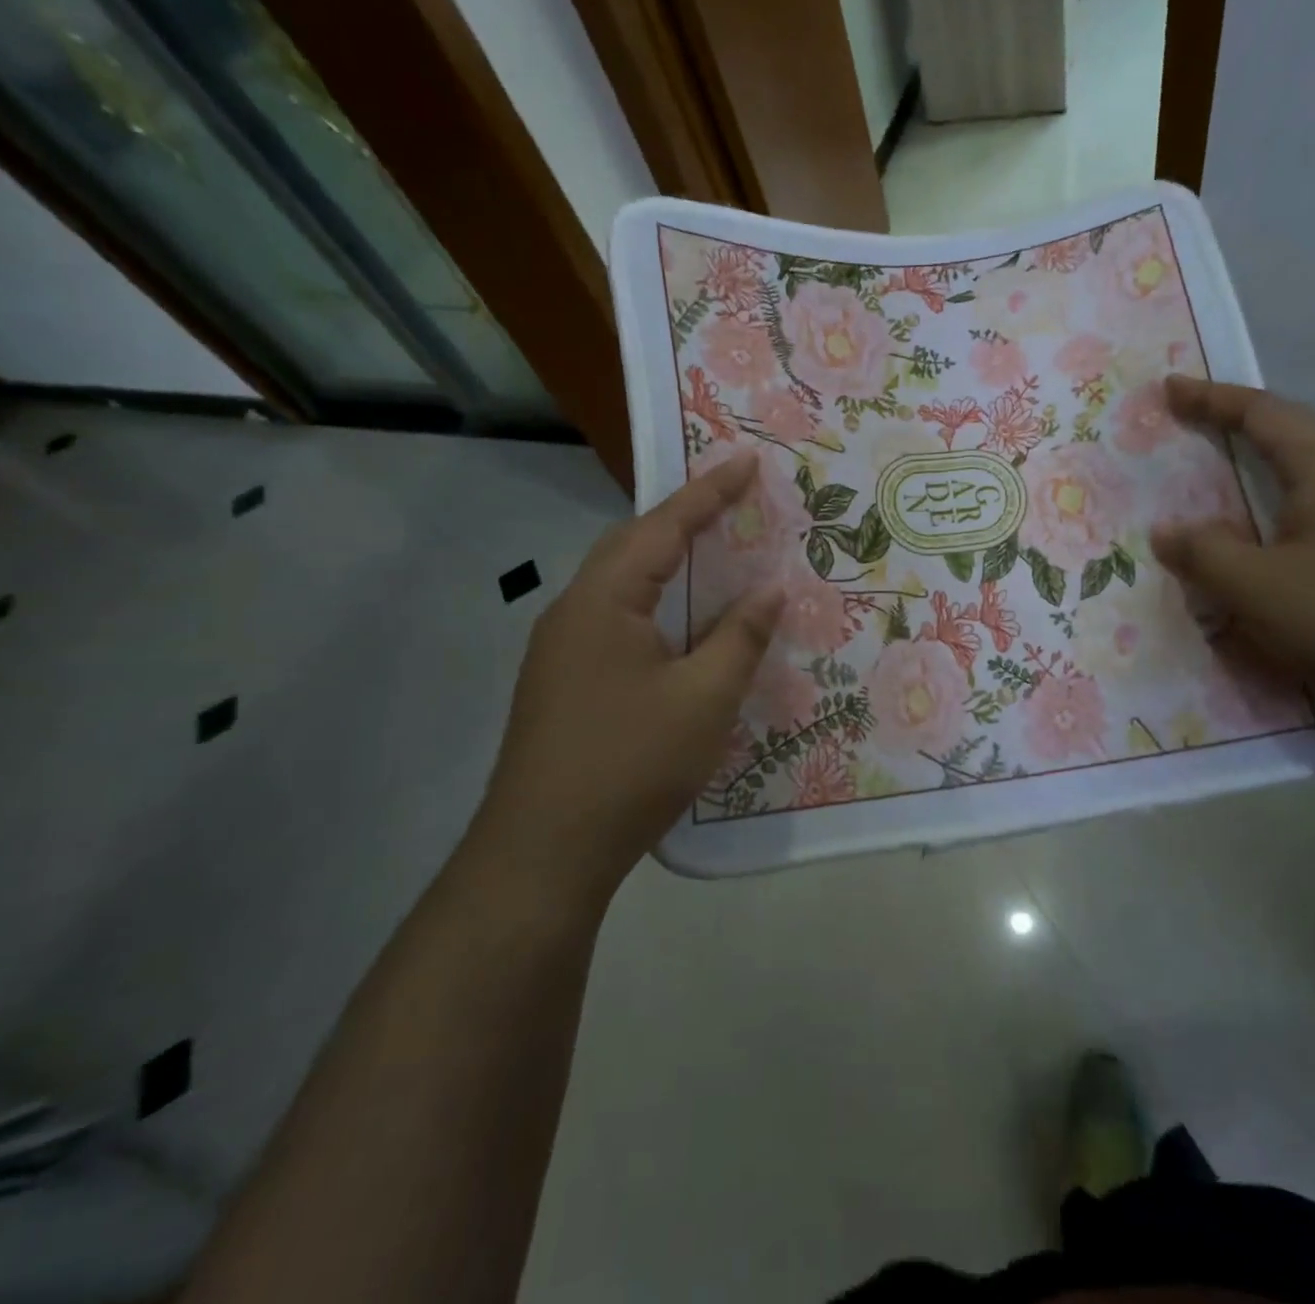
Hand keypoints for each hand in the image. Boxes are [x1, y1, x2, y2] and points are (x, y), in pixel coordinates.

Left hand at [473, 451, 782, 900]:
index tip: (746, 460)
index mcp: (603, 601)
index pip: (662, 527)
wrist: (543, 853)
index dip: (710, 493)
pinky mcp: (564, 684)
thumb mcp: (704, 698)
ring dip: (668, 564)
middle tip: (733, 502)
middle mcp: (573, 612)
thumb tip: (770, 589)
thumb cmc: (631, 763)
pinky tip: (683, 628)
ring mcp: (562, 650)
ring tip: (714, 554)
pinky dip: (656, 606)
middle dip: (684, 519)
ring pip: (622, 587)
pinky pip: (617, 621)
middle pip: (632, 547)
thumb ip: (740, 636)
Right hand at [1149, 375, 1314, 731]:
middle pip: (1295, 433)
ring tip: (1234, 483)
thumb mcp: (1254, 587)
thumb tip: (1167, 531)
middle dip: (1241, 427)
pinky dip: (1292, 508)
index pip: (1262, 412)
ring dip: (1269, 469)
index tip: (1171, 387)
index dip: (1211, 398)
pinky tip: (1282, 540)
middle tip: (1197, 430)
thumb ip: (1202, 553)